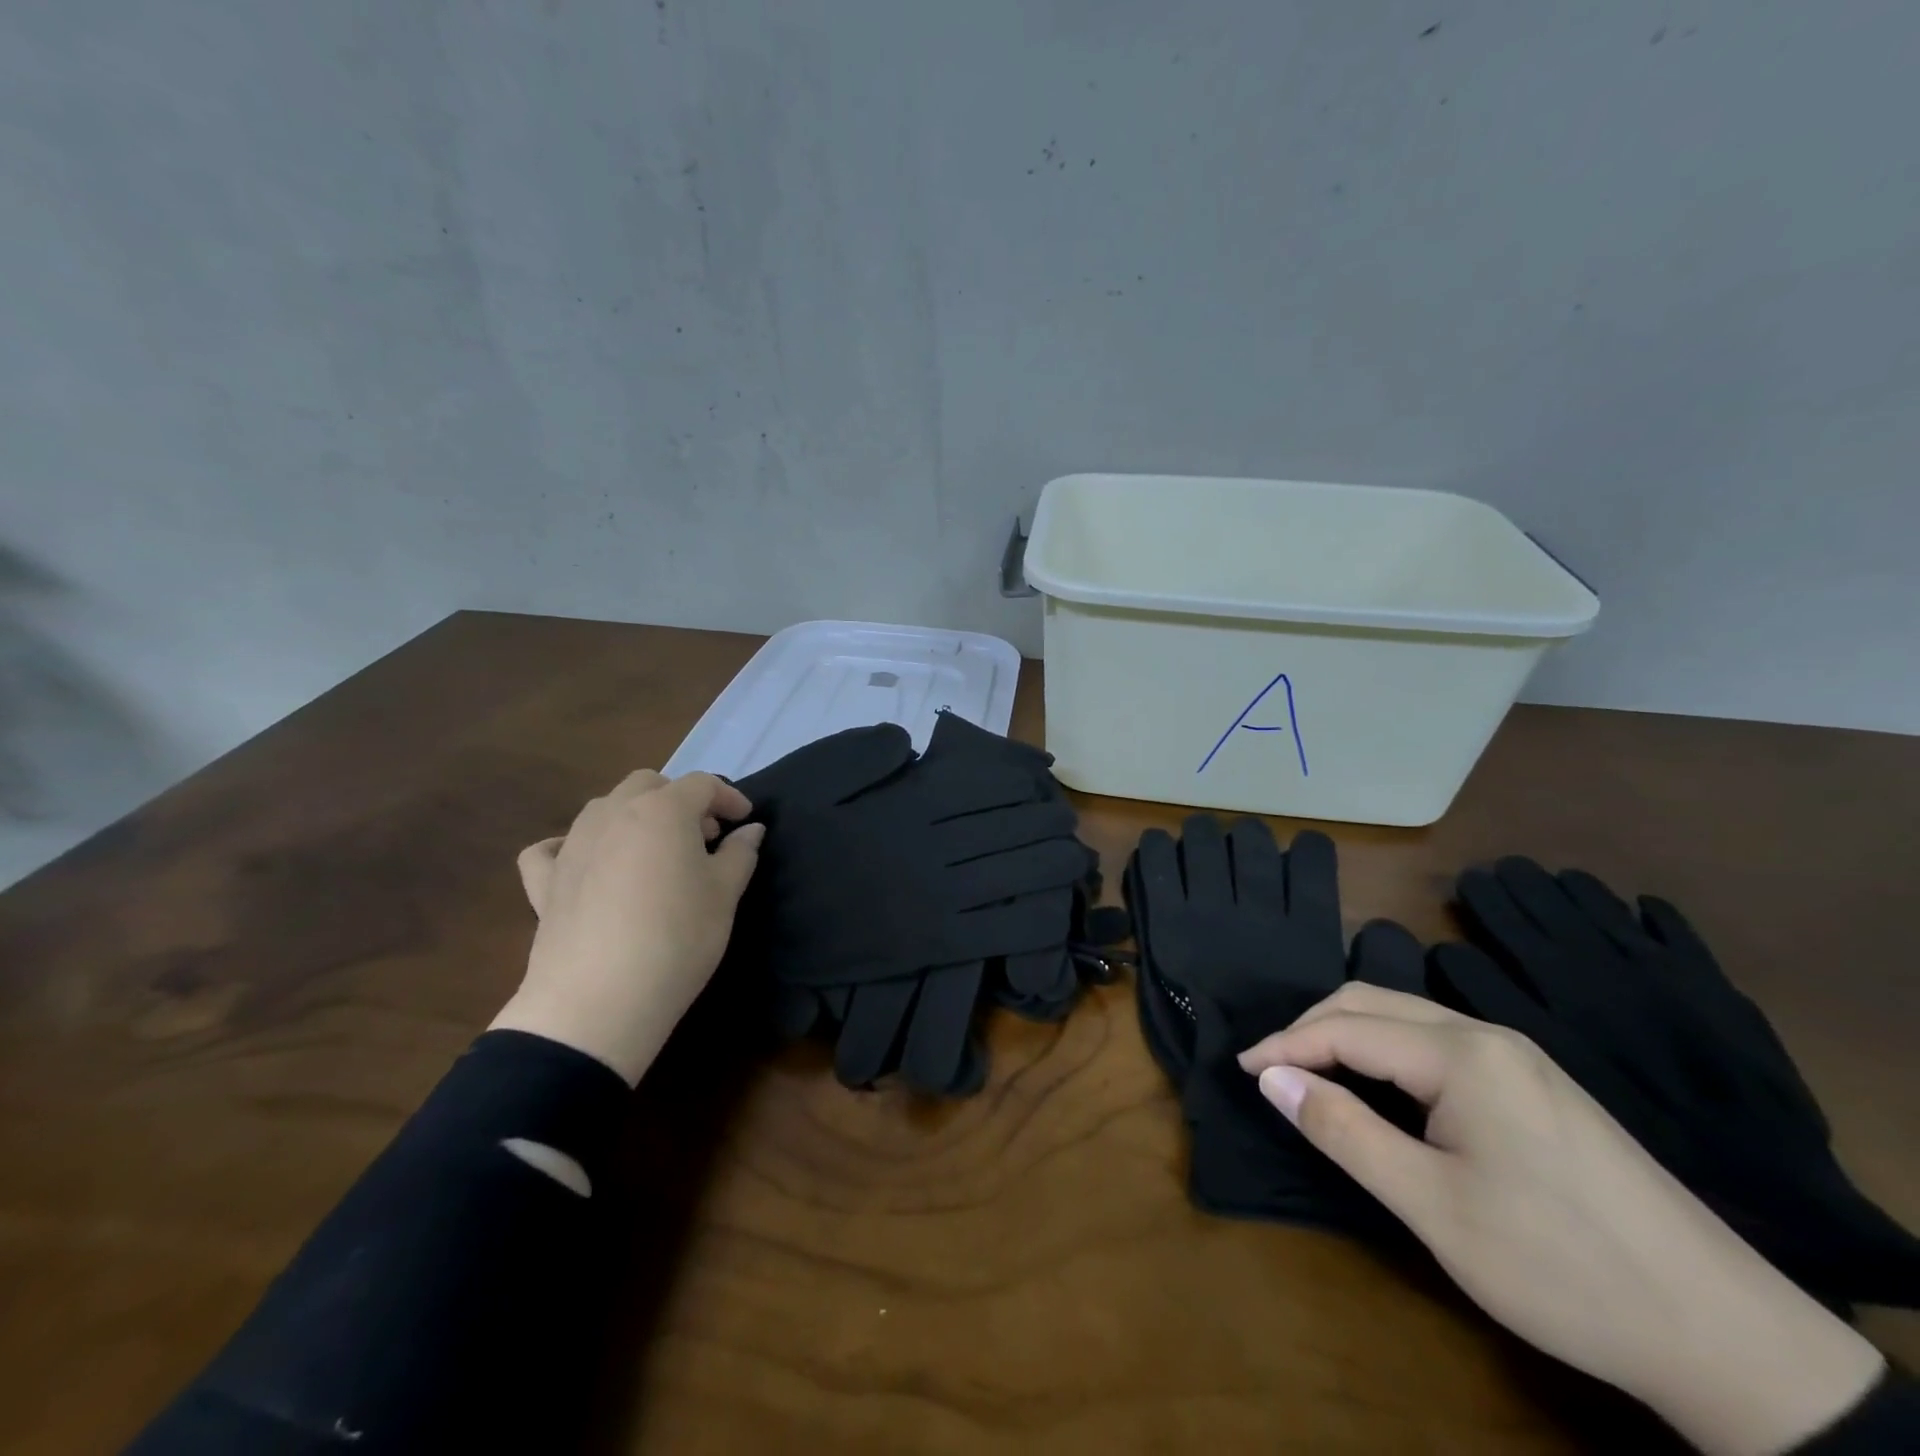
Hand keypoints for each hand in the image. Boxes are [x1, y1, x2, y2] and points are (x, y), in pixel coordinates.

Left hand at [490, 771, 764, 1085]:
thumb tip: (749, 830)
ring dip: (634, 816)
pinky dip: (571, 846)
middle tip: (702, 837)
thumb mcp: (724, 895)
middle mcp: (613, 814)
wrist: (599, 1001)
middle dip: (679, 800)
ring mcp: (572, 845)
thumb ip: (740, 854)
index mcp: (662, 811)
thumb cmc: (677, 938)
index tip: (745, 822)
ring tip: (654, 852)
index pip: (702, 784)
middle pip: (648, 784)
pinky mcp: (544, 882)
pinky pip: (552, 848)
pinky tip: (586, 865)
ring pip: (604, 807)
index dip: (729, 798)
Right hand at [1238, 984, 1884, 1455]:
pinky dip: (1388, 1051)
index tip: (1241, 1067)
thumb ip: (1343, 1131)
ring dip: (1349, 1035)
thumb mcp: (1432, 1205)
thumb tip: (1272, 1078)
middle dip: (1312, 1027)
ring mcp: (1519, 1057)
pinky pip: (1438, 1042)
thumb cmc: (1558, 1265)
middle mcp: (1487, 1034)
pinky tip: (1382, 1086)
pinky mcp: (1538, 1084)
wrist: (1726, 1334)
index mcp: (1461, 1053)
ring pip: (1407, 1018)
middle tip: (1271, 1069)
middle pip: (1374, 1003)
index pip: (1346, 1027)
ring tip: (1312, 1074)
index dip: (1286, 1044)